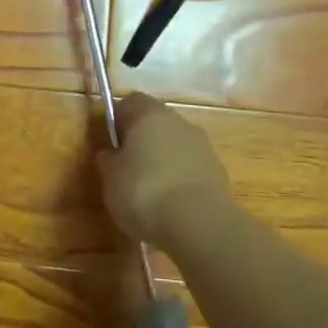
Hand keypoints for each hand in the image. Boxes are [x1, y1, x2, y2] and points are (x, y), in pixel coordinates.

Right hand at [98, 93, 233, 245]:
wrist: (200, 224)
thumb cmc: (144, 192)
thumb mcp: (110, 178)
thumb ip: (108, 161)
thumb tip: (110, 154)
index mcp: (149, 114)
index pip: (129, 102)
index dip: (117, 120)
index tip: (111, 144)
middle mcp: (178, 121)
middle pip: (155, 122)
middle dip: (142, 141)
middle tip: (127, 169)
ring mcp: (203, 146)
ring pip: (175, 145)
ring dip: (163, 161)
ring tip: (150, 193)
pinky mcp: (218, 172)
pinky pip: (191, 168)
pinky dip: (181, 180)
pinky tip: (172, 205)